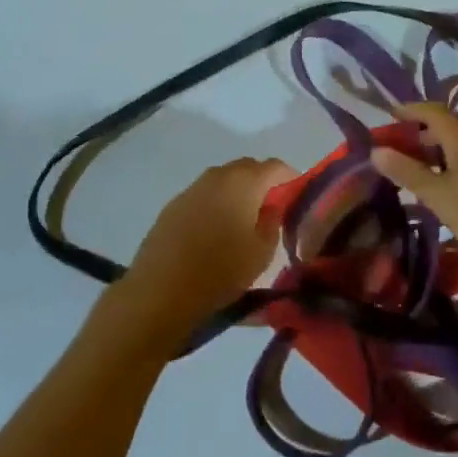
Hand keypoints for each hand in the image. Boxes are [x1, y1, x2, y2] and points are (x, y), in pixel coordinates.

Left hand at [114, 158, 294, 347]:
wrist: (161, 290)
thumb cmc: (221, 270)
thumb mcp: (262, 252)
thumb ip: (273, 222)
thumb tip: (272, 207)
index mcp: (245, 181)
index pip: (275, 166)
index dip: (290, 177)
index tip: (296, 195)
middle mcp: (218, 175)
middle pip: (248, 168)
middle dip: (262, 182)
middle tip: (270, 208)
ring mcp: (192, 188)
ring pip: (223, 180)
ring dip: (236, 192)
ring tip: (242, 220)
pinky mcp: (173, 205)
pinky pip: (203, 195)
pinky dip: (215, 204)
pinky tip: (214, 231)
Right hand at [372, 103, 457, 270]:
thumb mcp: (437, 194)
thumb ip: (407, 171)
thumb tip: (377, 151)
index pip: (432, 112)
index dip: (411, 110)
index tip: (391, 113)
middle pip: (448, 127)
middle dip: (423, 133)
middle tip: (401, 147)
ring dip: (440, 149)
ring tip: (421, 167)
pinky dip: (456, 162)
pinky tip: (450, 183)